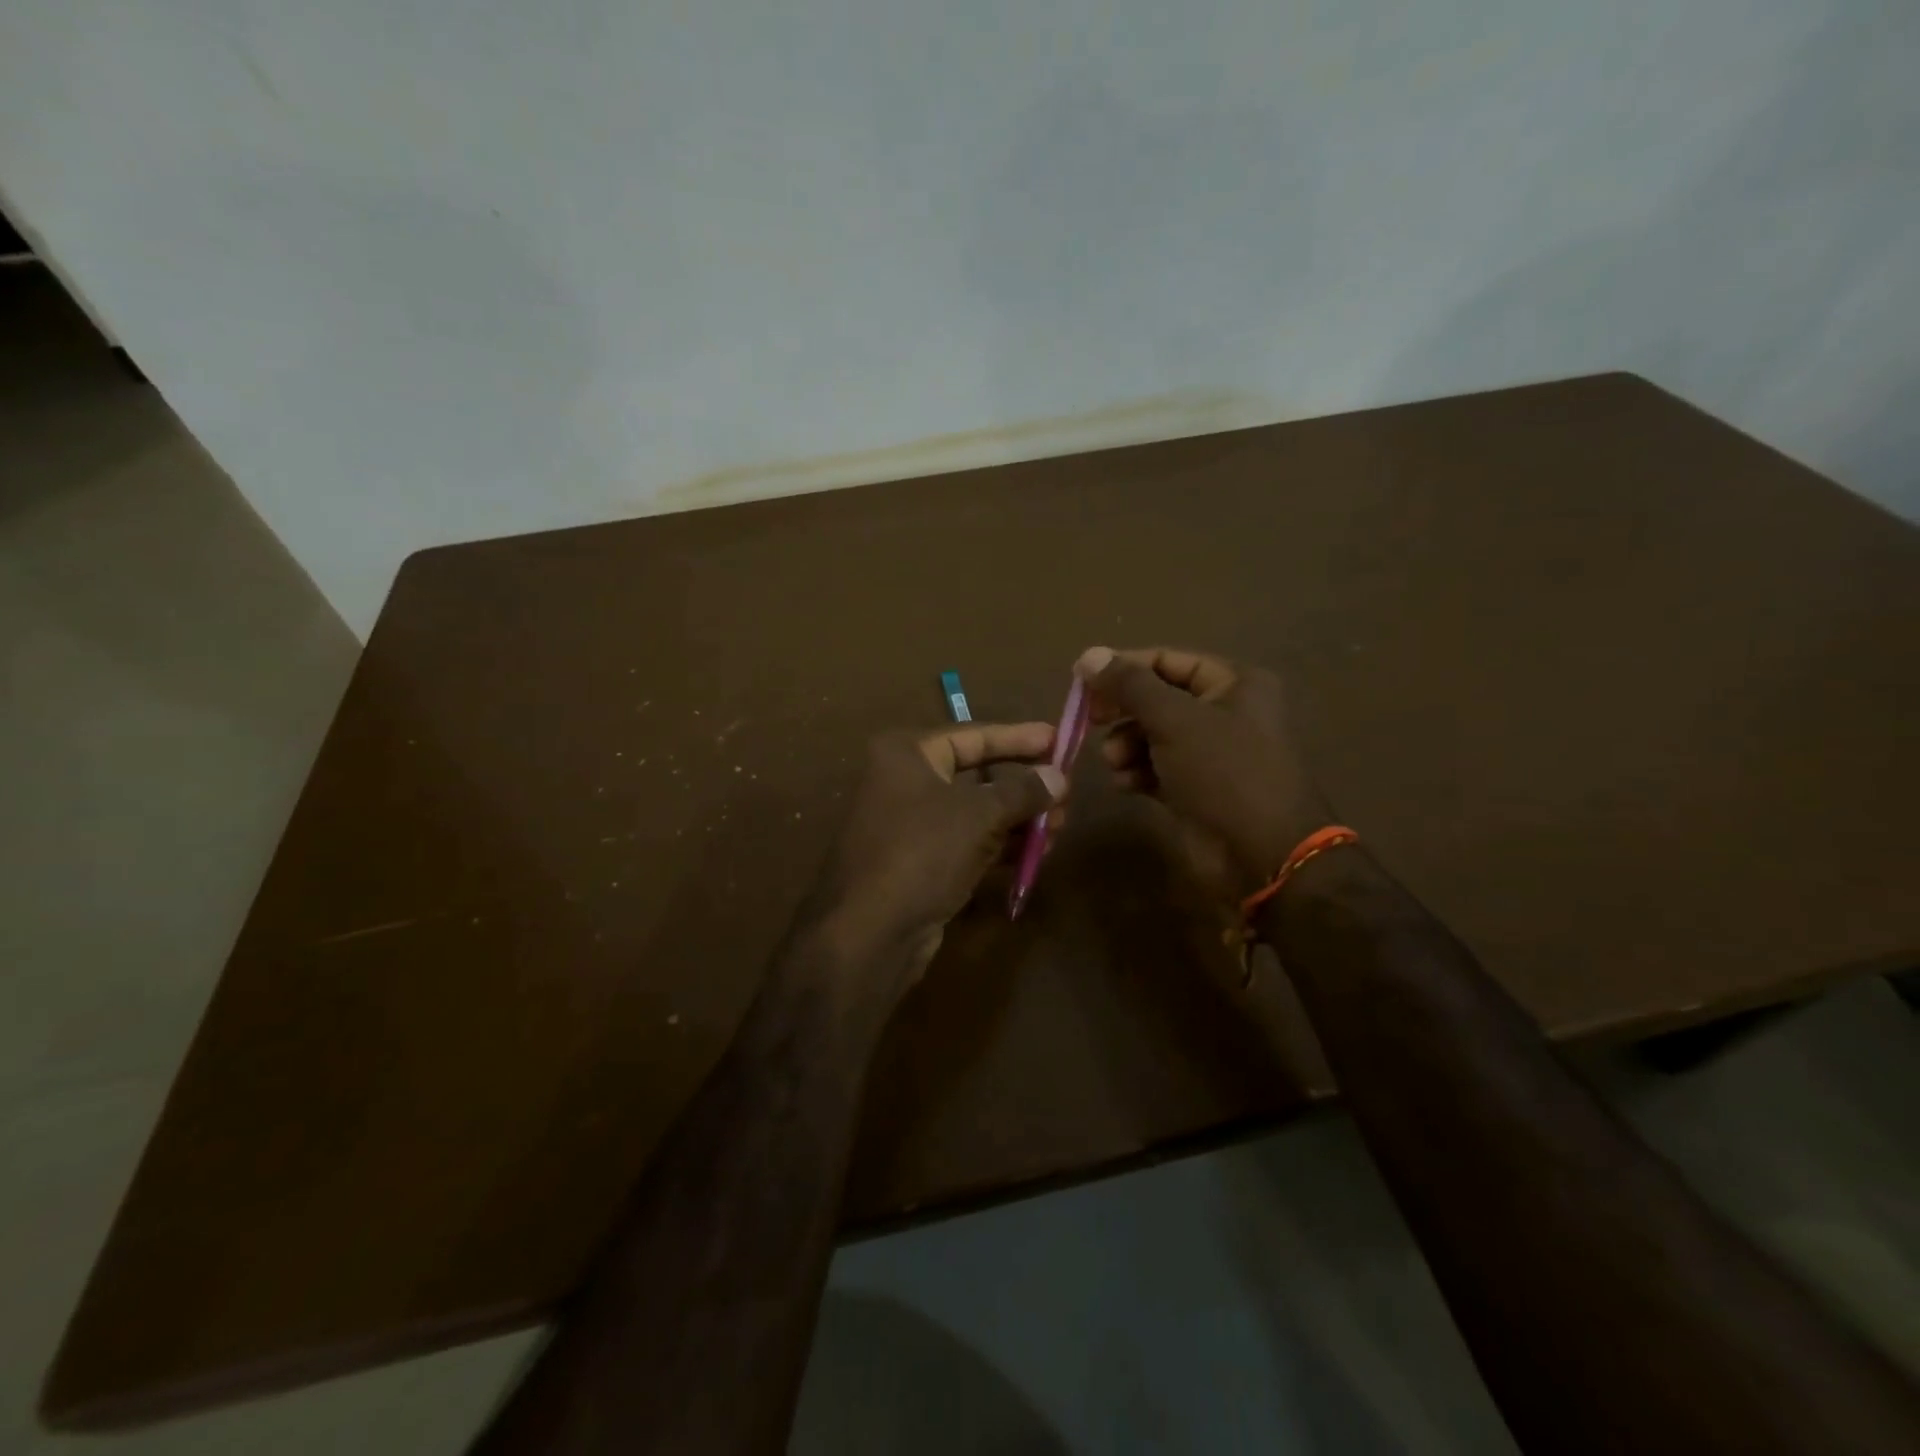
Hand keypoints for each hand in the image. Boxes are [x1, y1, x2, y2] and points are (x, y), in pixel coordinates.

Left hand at [812, 723, 1066, 990]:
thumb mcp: (979, 815)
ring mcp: (908, 826)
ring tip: (1059, 828)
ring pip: (974, 813)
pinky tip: (1033, 854)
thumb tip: (1059, 777)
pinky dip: (998, 846)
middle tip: (1066, 795)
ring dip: (1017, 820)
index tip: (1058, 739)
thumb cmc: (922, 853)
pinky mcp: (916, 863)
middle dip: (1023, 787)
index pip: (973, 736)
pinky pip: (966, 843)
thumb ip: (1023, 791)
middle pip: (976, 775)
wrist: (869, 933)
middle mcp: (903, 782)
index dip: (1018, 738)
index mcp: (906, 754)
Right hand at [1076, 646, 1333, 890]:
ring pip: (1152, 735)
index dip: (1123, 667)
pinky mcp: (1196, 787)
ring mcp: (1210, 753)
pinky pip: (1156, 767)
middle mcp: (1225, 712)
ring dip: (1126, 745)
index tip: (1081, 680)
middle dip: (1123, 711)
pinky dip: (1137, 771)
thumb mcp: (1174, 720)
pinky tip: (1125, 784)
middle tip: (1091, 721)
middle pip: (1157, 698)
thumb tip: (1088, 656)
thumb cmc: (1224, 772)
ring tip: (1115, 762)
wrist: (1261, 855)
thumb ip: (1130, 686)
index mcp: (1234, 683)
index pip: (1167, 660)